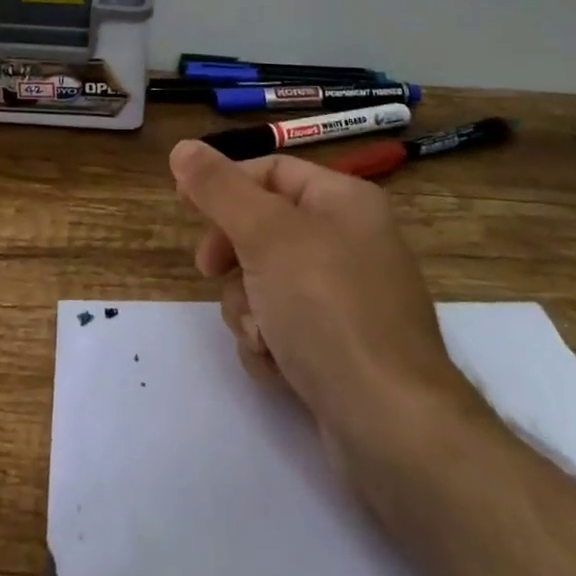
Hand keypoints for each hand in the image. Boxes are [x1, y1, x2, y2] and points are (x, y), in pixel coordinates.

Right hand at [170, 139, 478, 461]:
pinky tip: (279, 367)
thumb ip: (219, 188)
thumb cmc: (328, 310)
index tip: (183, 205)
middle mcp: (351, 242)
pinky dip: (271, 343)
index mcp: (345, 202)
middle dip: (234, 256)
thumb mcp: (265, 235)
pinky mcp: (340, 348)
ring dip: (249, 308)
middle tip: (211, 271)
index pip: (270, 171)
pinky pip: (284, 326)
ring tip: (262, 335)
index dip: (224, 183)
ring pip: (267, 282)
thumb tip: (183, 147)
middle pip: (265, 228)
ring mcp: (348, 299)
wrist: (392, 428)